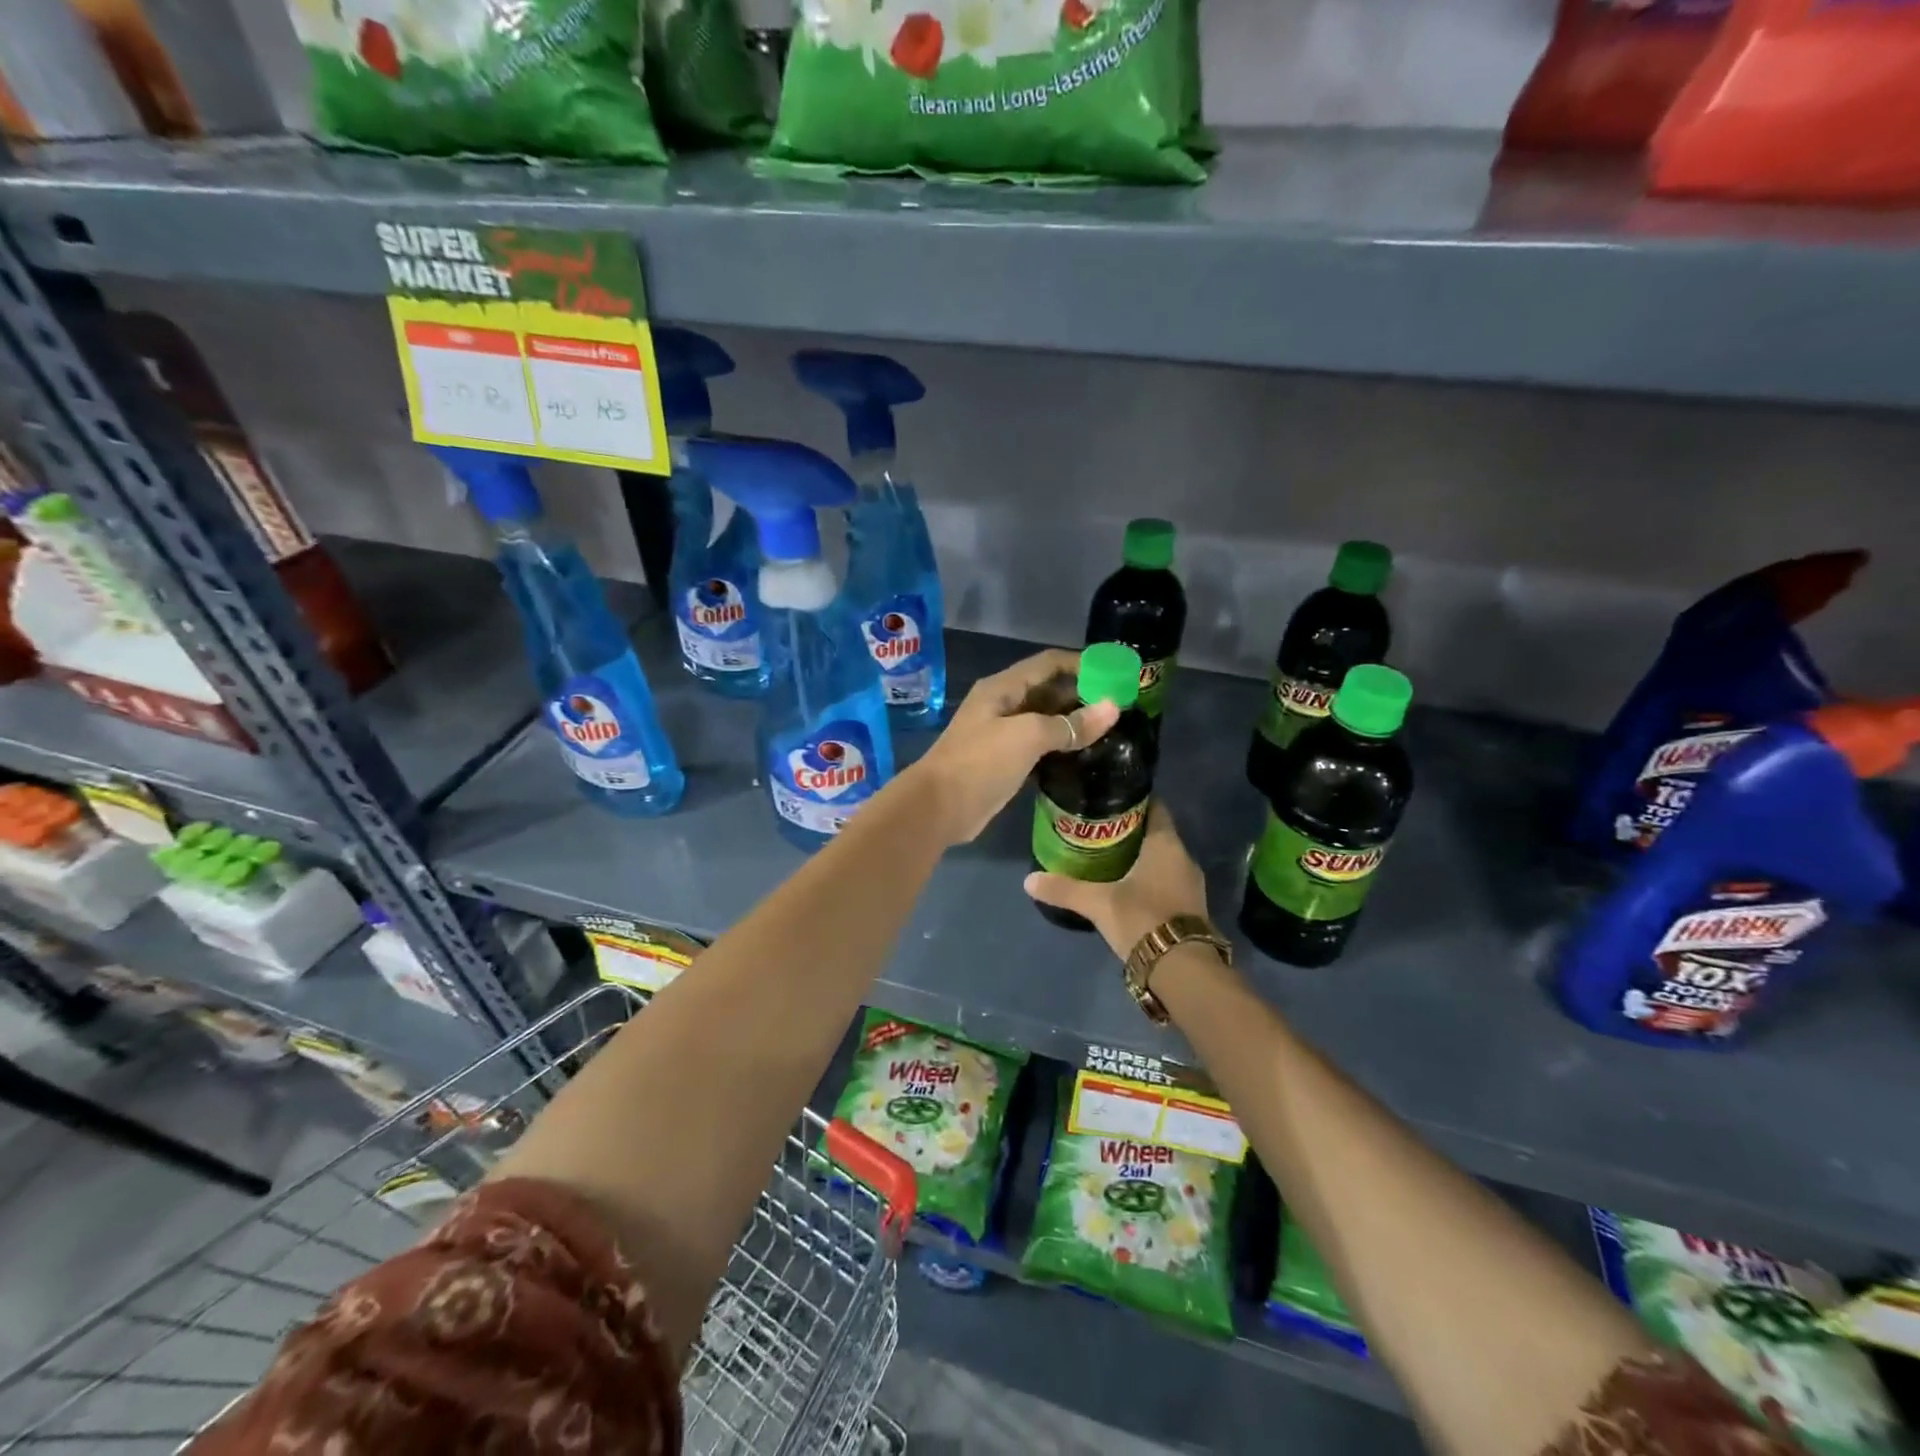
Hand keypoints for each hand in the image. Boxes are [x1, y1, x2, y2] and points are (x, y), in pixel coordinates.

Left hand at [905, 648, 1119, 846]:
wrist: (938, 808)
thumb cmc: (980, 762)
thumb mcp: (1027, 736)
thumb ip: (1070, 724)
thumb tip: (1113, 708)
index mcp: (1003, 688)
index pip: (1048, 663)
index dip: (1081, 664)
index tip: (1116, 675)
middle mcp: (1003, 706)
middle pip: (1048, 691)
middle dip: (1082, 695)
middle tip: (1122, 708)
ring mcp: (1002, 735)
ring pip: (1045, 721)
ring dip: (1073, 723)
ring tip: (1112, 731)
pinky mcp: (1005, 763)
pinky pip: (1039, 747)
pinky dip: (1061, 748)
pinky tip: (1086, 756)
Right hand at [1025, 802, 1209, 960]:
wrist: (1183, 969)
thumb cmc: (1142, 918)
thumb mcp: (1098, 903)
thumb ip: (1065, 889)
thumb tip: (1029, 880)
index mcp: (1166, 844)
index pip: (1155, 807)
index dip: (1135, 800)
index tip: (1110, 799)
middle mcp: (1183, 857)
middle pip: (1157, 834)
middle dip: (1131, 831)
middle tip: (1100, 830)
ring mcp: (1191, 884)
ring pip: (1163, 859)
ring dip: (1141, 857)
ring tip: (1109, 858)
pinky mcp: (1191, 908)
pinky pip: (1168, 881)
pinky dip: (1150, 879)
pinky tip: (1127, 887)